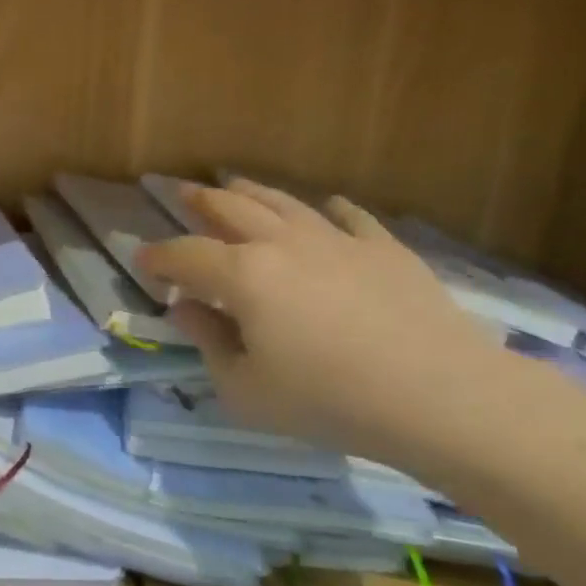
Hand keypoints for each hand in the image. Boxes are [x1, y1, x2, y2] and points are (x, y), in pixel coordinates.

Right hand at [134, 180, 503, 467]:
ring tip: (233, 184)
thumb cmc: (330, 401)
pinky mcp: (384, 250)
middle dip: (199, 201)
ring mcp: (337, 241)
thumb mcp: (245, 391)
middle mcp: (282, 244)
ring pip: (283, 203)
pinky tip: (325, 207)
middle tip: (181, 192)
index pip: (185, 256)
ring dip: (251, 192)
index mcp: (242, 276)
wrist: (444, 398)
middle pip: (230, 210)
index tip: (141, 260)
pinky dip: (329, 209)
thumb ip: (207, 343)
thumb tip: (186, 308)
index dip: (158, 257)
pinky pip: (350, 217)